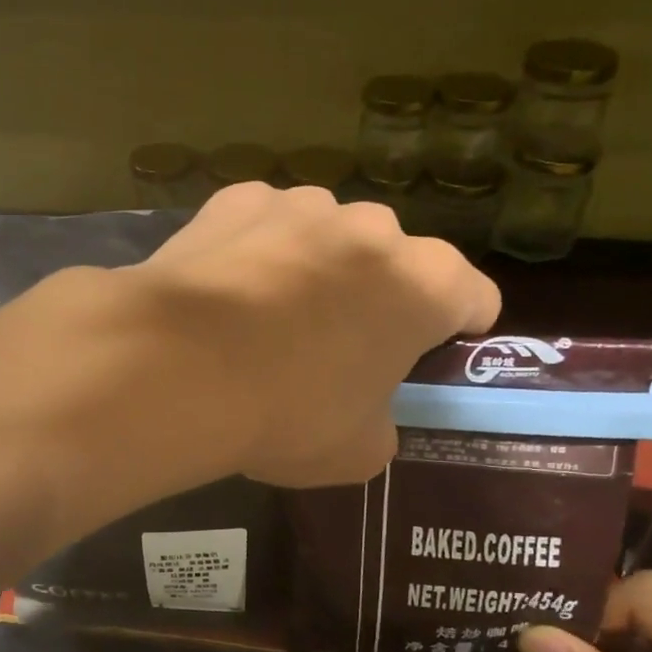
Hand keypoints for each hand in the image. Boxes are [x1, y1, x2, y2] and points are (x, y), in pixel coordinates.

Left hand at [132, 184, 499, 486]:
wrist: (177, 368)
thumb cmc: (287, 413)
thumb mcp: (357, 451)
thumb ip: (382, 421)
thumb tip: (366, 409)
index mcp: (425, 284)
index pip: (474, 296)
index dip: (459, 327)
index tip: (434, 352)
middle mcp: (373, 228)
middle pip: (394, 262)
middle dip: (378, 296)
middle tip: (337, 345)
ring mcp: (302, 205)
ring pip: (327, 236)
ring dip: (316, 267)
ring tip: (268, 318)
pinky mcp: (238, 200)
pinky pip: (264, 226)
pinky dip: (256, 251)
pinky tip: (224, 293)